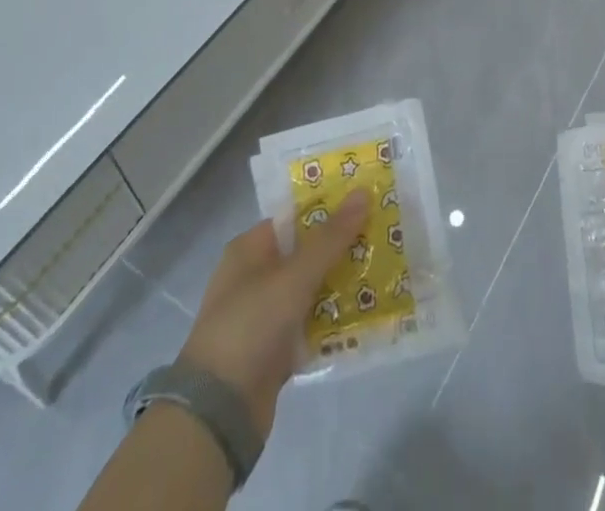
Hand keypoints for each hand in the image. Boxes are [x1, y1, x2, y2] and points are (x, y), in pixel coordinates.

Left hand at [176, 191, 369, 438]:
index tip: (368, 201)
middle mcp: (256, 276)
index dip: (331, 207)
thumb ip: (331, 238)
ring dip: (343, 282)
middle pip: (308, 251)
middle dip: (343, 245)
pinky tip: (368, 311)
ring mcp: (266, 314)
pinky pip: (313, 322)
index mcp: (250, 249)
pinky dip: (335, 317)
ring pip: (313, 287)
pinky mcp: (277, 348)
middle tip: (385, 234)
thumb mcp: (293, 277)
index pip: (296, 216)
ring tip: (386, 269)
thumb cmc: (250, 327)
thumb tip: (364, 191)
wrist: (218, 413)